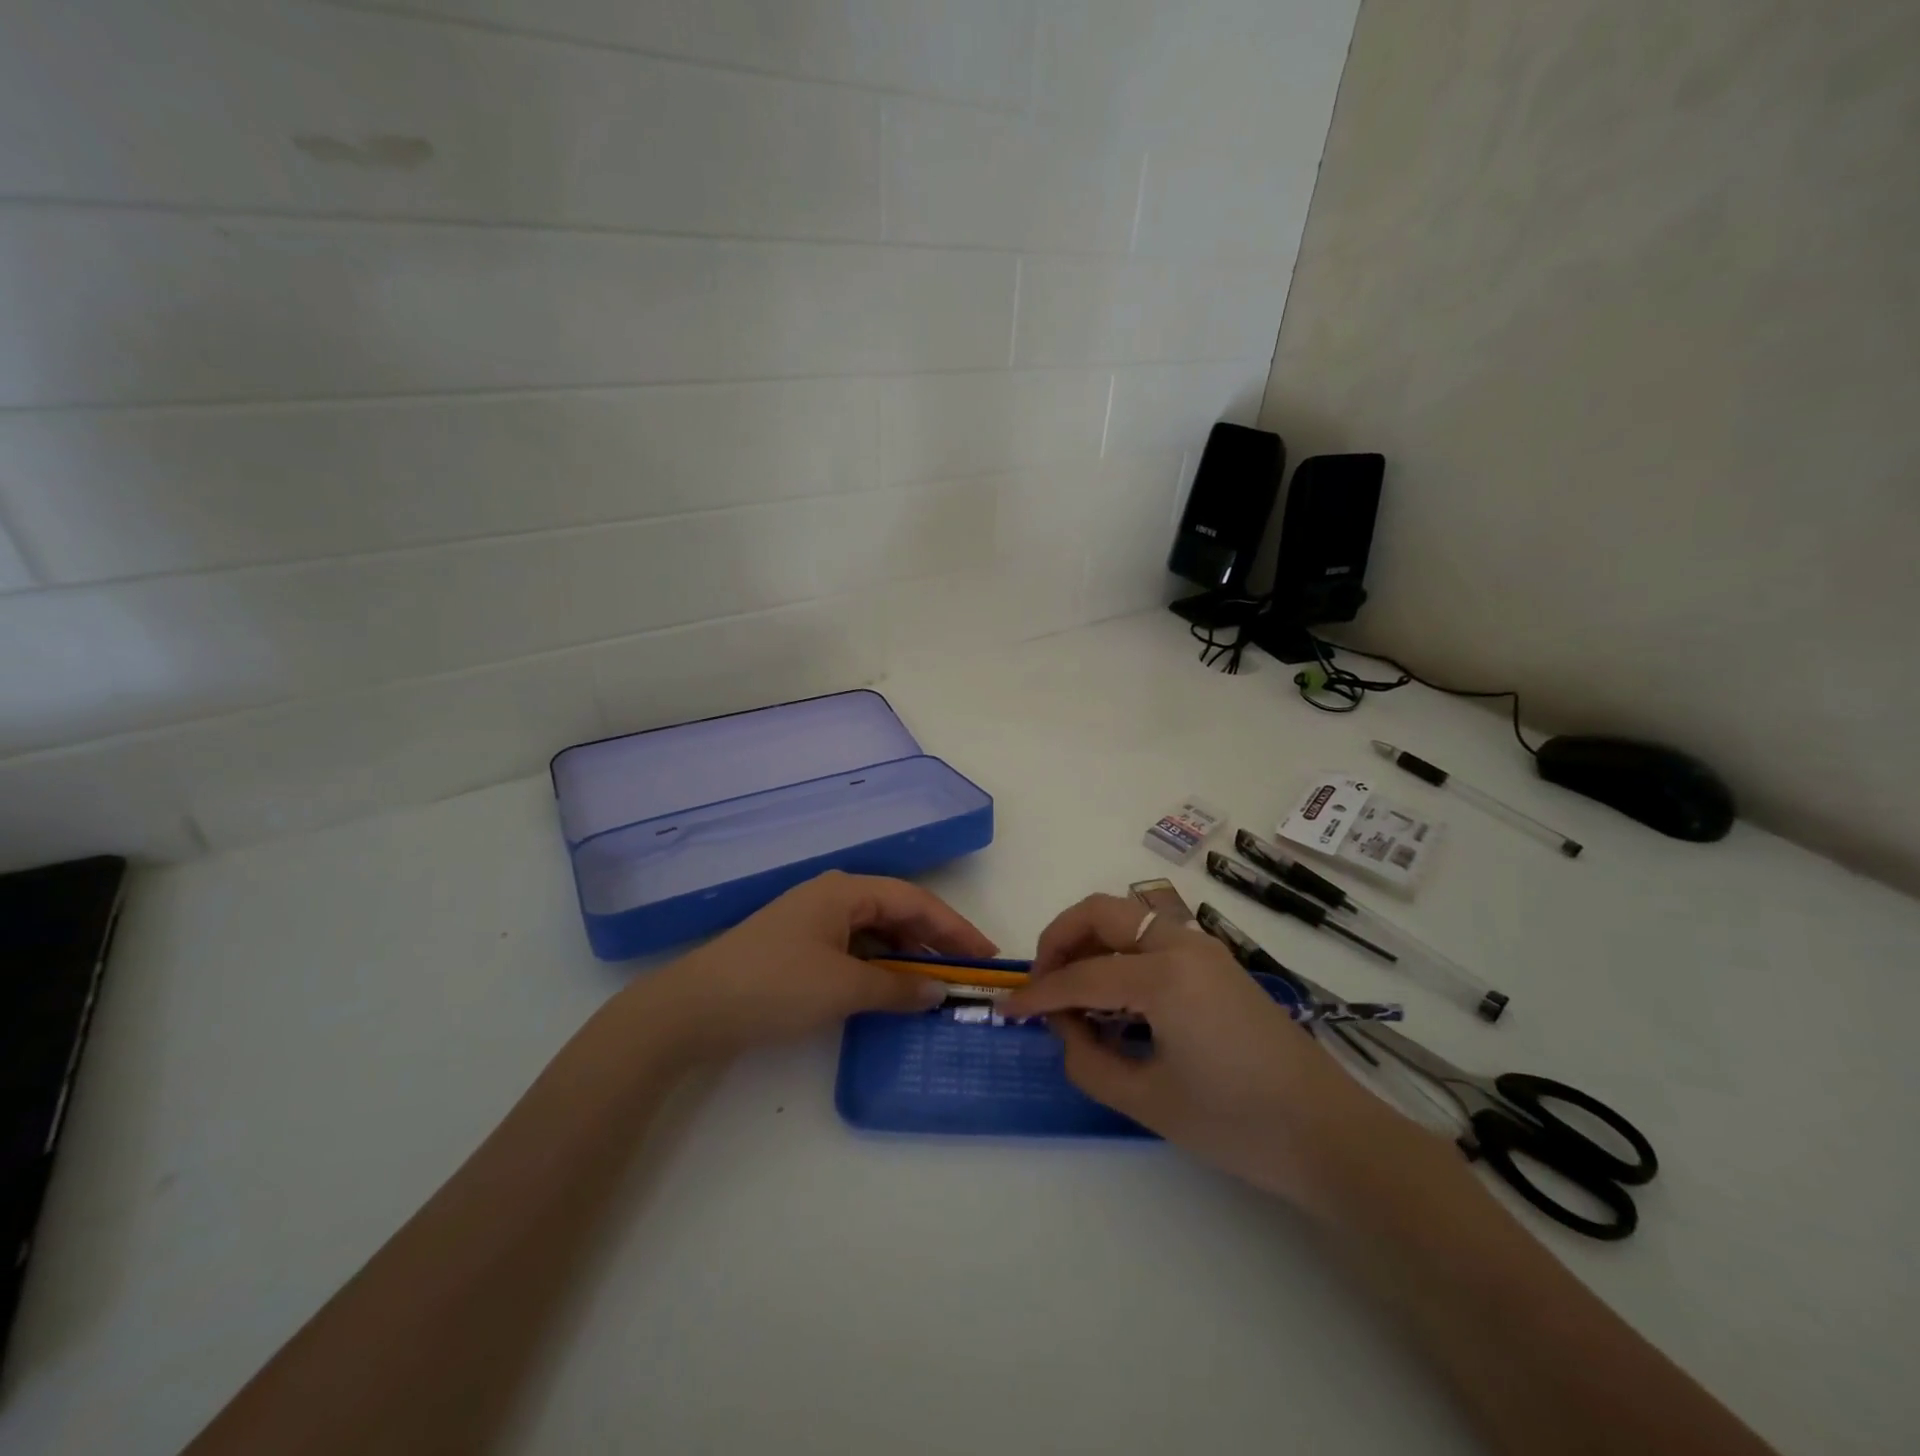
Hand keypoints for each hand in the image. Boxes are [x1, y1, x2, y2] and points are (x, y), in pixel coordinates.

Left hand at [635, 871, 996, 1058]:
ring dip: (907, 956)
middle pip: (898, 912)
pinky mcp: (799, 947)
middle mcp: (833, 897)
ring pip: (876, 932)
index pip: (916, 902)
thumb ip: (898, 988)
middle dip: (935, 941)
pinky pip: (854, 949)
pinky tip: (891, 989)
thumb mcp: (843, 988)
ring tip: (937, 984)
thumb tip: (939, 991)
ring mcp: (814, 921)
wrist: (692, 1008)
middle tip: (968, 972)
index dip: (956, 928)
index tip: (988, 956)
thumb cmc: (775, 986)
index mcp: (847, 891)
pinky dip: (879, 967)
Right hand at [1004, 894, 1391, 1205]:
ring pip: (1129, 917)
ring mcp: (1204, 948)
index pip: (1081, 976)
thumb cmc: (1238, 1125)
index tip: (1007, 1010)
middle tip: (1041, 981)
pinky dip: (1120, 952)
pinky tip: (1114, 996)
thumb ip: (1089, 1062)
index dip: (1038, 994)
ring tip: (1072, 989)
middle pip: (1102, 911)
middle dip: (1060, 938)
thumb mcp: (1150, 1102)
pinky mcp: (1217, 963)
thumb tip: (1064, 1029)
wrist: (1330, 1135)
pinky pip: (1153, 938)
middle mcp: (1182, 945)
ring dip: (1091, 940)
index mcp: (1164, 977)